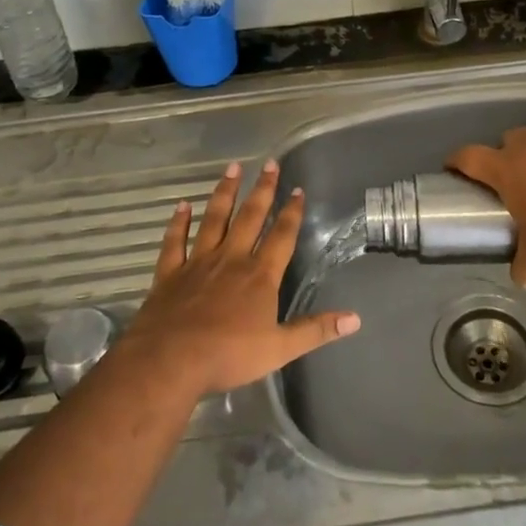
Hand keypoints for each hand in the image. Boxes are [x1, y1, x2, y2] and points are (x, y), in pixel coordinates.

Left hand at [123, 160, 361, 396]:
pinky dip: (179, 222)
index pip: (281, 236)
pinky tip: (182, 205)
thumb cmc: (228, 356)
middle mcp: (231, 259)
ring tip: (233, 168)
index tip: (297, 189)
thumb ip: (316, 330)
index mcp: (260, 276)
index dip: (291, 212)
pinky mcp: (170, 273)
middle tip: (270, 163)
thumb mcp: (279, 349)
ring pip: (214, 219)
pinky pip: (175, 241)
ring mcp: (198, 262)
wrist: (170, 361)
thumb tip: (355, 318)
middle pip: (250, 217)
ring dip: (225, 193)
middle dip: (263, 190)